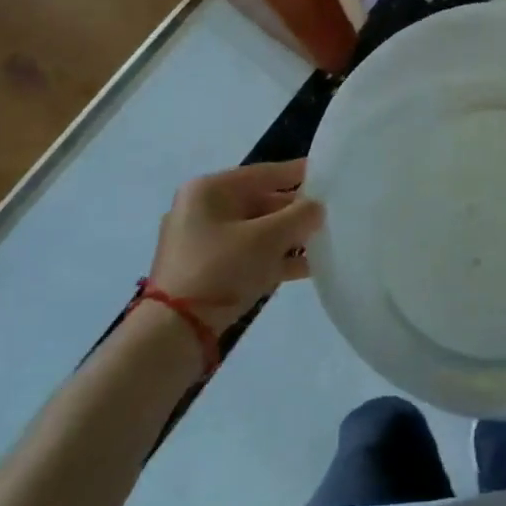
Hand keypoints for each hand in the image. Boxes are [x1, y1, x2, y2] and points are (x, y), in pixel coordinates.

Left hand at [148, 159, 322, 333]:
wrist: (175, 332)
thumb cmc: (222, 269)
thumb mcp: (269, 238)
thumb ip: (300, 216)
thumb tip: (317, 208)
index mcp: (209, 190)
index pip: (264, 173)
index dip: (298, 172)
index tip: (328, 174)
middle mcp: (202, 209)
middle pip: (260, 202)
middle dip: (295, 211)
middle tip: (330, 214)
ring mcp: (201, 242)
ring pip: (255, 230)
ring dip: (287, 237)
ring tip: (323, 241)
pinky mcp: (204, 271)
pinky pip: (247, 254)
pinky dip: (273, 258)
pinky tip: (305, 267)